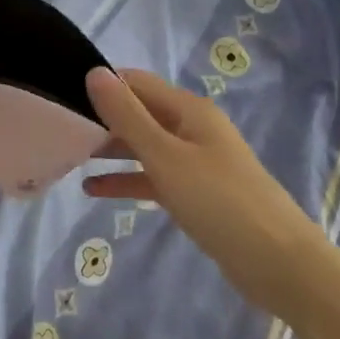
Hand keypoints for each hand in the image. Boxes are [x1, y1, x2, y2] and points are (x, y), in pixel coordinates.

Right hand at [83, 67, 324, 316]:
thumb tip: (95, 73)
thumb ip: (128, 116)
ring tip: (68, 156)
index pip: (136, 83)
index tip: (62, 97)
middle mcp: (191, 128)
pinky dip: (126, 180)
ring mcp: (194, 162)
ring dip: (110, 150)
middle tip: (58, 131)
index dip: (102, 85)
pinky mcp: (195, 193)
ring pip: (143, 146)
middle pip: (139, 113)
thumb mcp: (166, 156)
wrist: (281, 265)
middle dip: (102, 119)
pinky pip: (153, 177)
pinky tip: (94, 190)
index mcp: (188, 109)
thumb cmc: (220, 202)